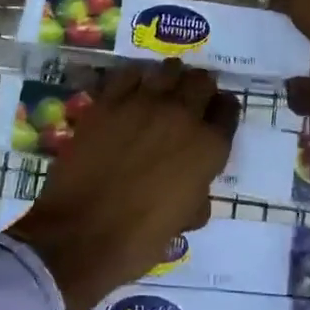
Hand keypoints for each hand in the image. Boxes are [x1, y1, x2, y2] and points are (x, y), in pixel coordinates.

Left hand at [6, 60, 238, 309]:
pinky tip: (131, 91)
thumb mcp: (184, 220)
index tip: (214, 116)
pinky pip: (128, 74)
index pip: (228, 109)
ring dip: (170, 78)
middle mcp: (182, 115)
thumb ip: (197, 191)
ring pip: (168, 71)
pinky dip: (135, 79)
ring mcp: (143, 103)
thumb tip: (193, 183)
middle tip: (190, 99)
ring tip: (162, 90)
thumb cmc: (139, 239)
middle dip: (200, 88)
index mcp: (208, 147)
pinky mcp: (108, 102)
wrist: (80, 236)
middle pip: (201, 81)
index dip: (222, 111)